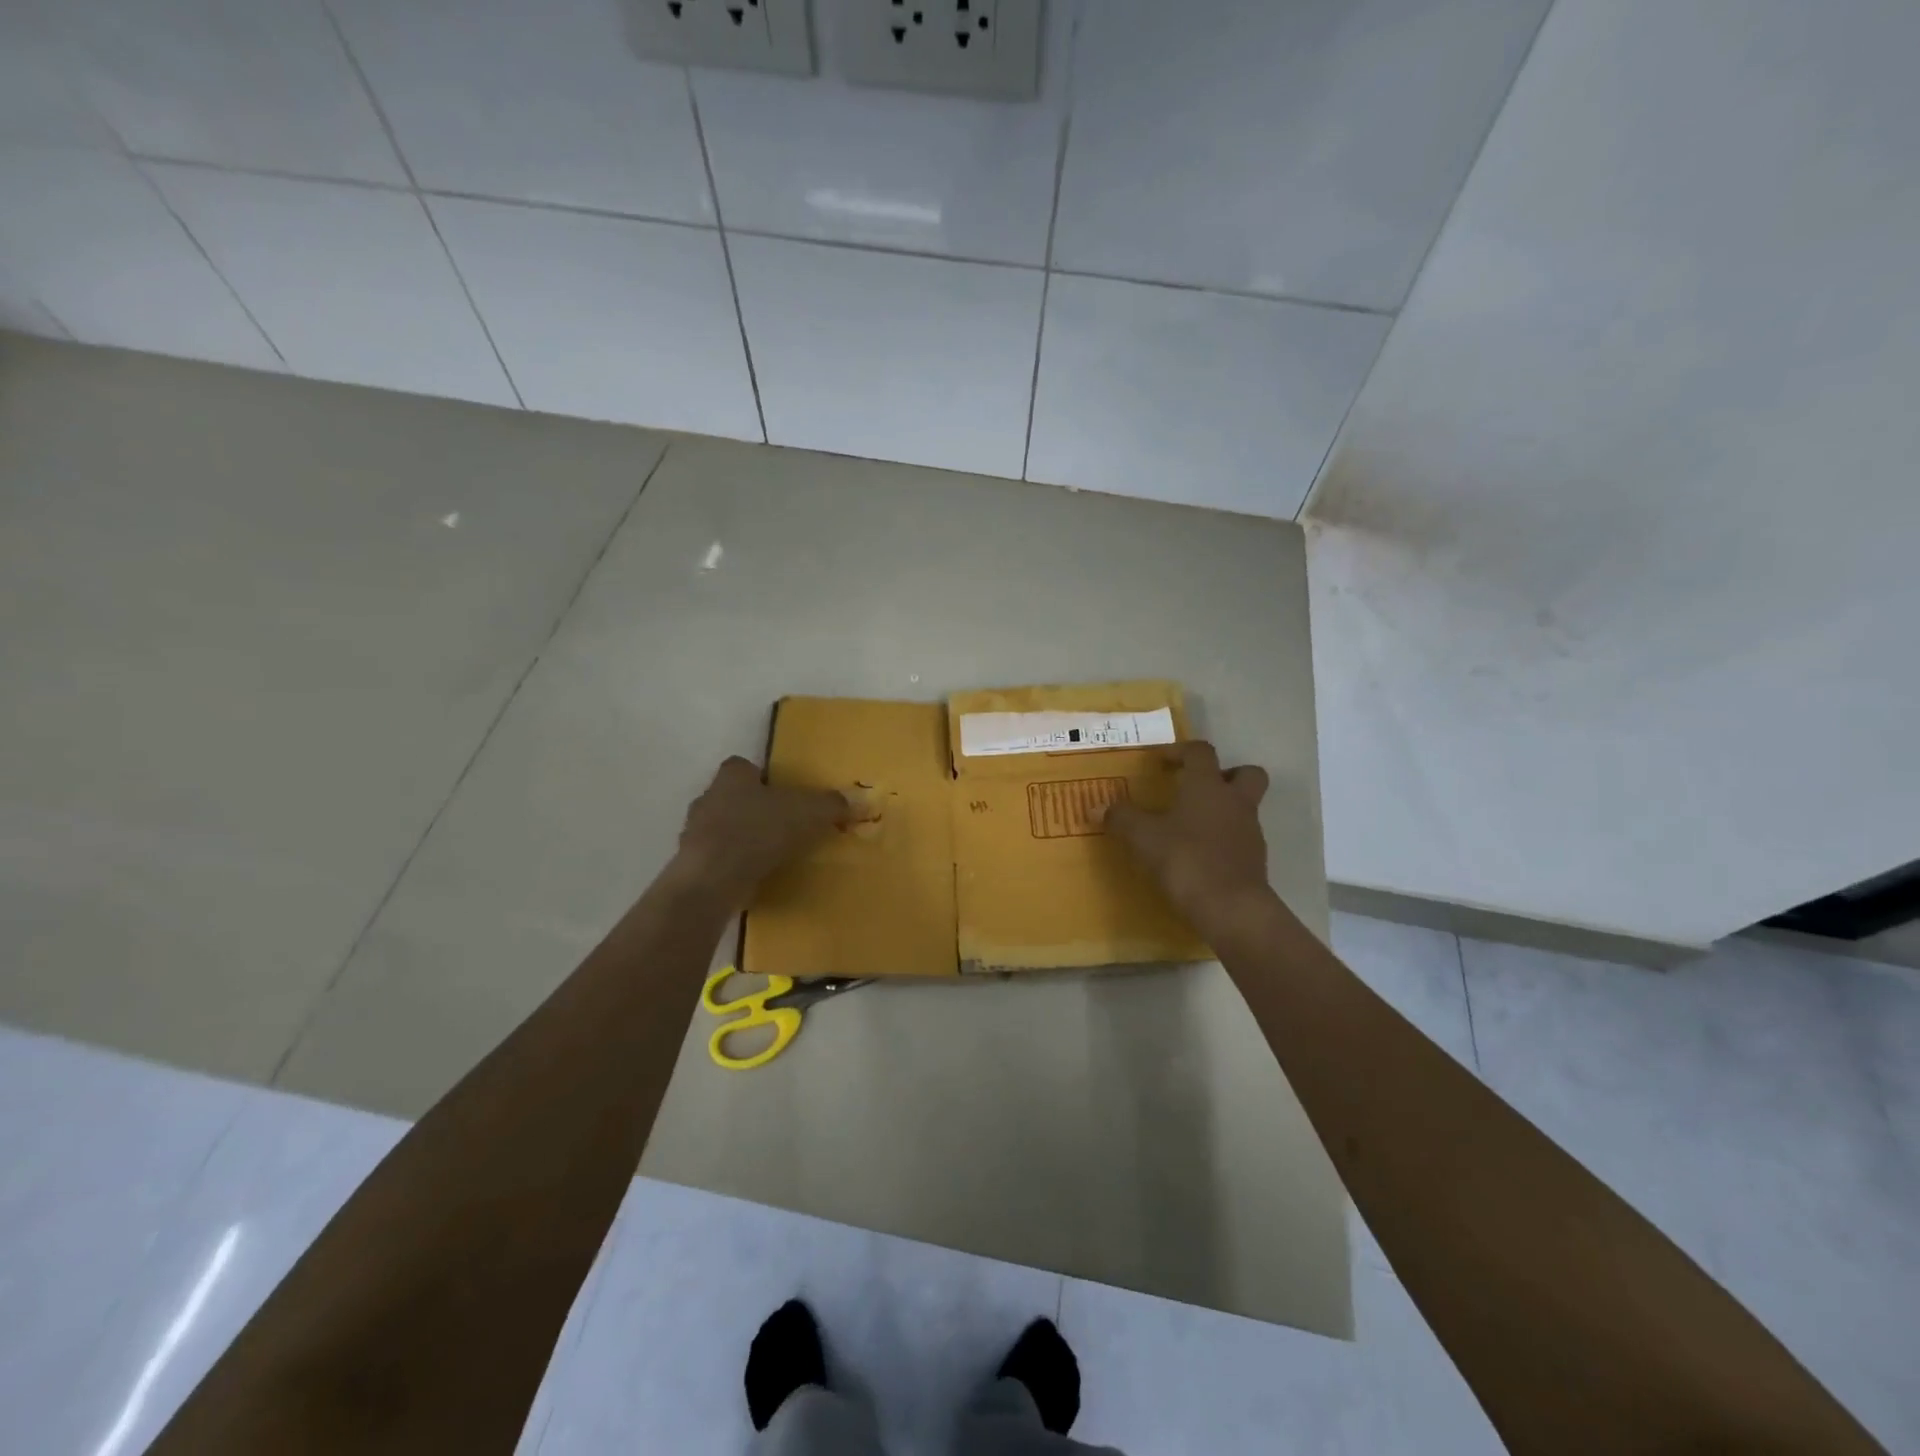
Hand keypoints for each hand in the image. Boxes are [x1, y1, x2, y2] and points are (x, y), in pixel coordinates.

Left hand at [673, 757, 848, 904]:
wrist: (714, 877)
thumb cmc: (760, 830)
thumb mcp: (808, 812)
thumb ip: (832, 805)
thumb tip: (859, 801)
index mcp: (732, 776)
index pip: (741, 766)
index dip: (759, 776)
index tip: (778, 792)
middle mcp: (708, 798)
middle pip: (729, 797)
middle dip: (750, 807)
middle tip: (778, 823)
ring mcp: (694, 832)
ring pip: (720, 828)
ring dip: (739, 838)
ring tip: (767, 853)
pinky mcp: (692, 864)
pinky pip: (715, 859)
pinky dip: (732, 865)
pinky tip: (752, 876)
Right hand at [1105, 742, 1274, 933]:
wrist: (1230, 908)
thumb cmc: (1185, 859)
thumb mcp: (1143, 838)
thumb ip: (1122, 819)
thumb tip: (1096, 808)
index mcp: (1207, 785)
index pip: (1200, 751)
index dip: (1180, 751)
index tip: (1160, 762)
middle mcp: (1234, 801)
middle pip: (1246, 773)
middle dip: (1226, 774)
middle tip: (1198, 788)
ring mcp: (1250, 831)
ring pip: (1246, 807)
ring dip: (1224, 810)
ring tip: (1192, 827)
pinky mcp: (1255, 860)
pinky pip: (1241, 838)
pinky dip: (1224, 840)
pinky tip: (1200, 855)